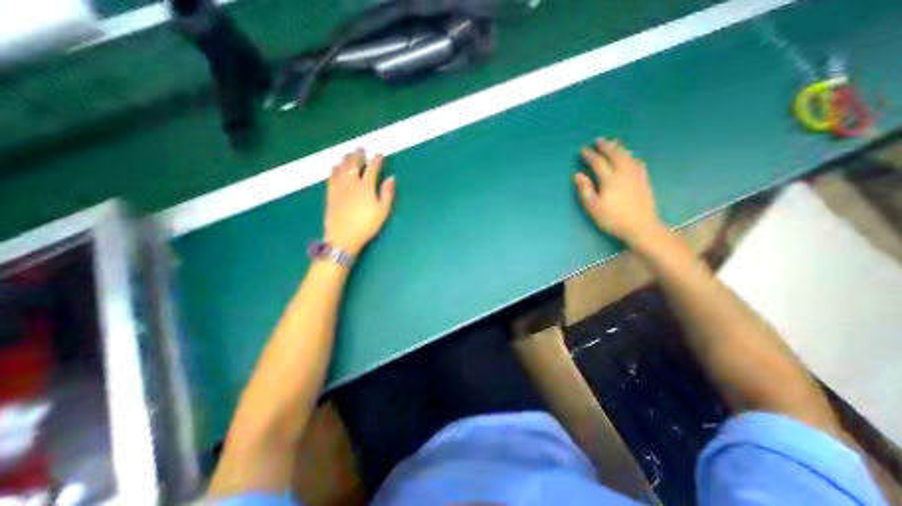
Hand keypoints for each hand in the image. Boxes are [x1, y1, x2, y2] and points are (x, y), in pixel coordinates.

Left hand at [325, 149, 395, 254]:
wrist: (343, 237)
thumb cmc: (366, 225)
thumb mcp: (383, 211)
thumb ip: (387, 193)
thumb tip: (391, 178)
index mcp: (366, 186)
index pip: (372, 168)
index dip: (377, 159)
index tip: (380, 154)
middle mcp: (351, 182)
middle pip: (354, 163)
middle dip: (358, 154)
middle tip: (361, 147)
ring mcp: (339, 187)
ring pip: (341, 167)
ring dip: (345, 158)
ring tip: (348, 154)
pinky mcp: (330, 193)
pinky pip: (331, 176)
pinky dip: (334, 169)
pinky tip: (335, 167)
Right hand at [573, 137, 665, 245]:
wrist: (641, 226)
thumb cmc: (612, 218)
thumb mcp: (593, 207)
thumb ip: (585, 189)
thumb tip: (578, 175)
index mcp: (609, 179)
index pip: (598, 162)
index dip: (590, 155)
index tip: (583, 149)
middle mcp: (624, 172)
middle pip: (614, 155)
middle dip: (605, 146)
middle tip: (599, 140)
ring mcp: (636, 175)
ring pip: (627, 156)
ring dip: (619, 147)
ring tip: (613, 142)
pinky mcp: (644, 180)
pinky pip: (638, 162)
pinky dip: (632, 156)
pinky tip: (631, 156)